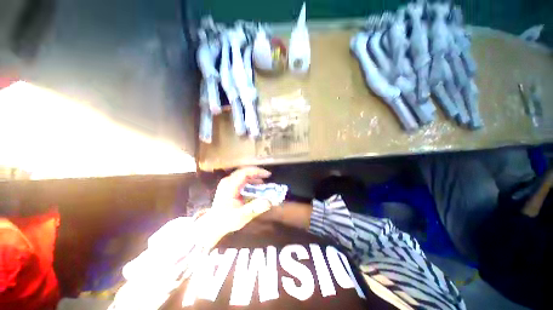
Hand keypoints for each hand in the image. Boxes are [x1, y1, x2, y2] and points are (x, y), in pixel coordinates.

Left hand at [200, 167, 272, 236]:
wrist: (214, 224)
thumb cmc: (227, 220)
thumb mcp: (241, 216)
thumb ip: (254, 208)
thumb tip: (269, 202)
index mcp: (229, 186)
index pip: (244, 173)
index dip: (257, 171)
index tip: (268, 175)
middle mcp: (227, 181)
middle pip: (244, 171)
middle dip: (257, 173)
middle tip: (267, 177)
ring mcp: (227, 182)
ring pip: (243, 174)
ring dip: (254, 176)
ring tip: (263, 183)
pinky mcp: (228, 185)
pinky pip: (241, 178)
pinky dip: (250, 180)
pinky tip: (255, 186)